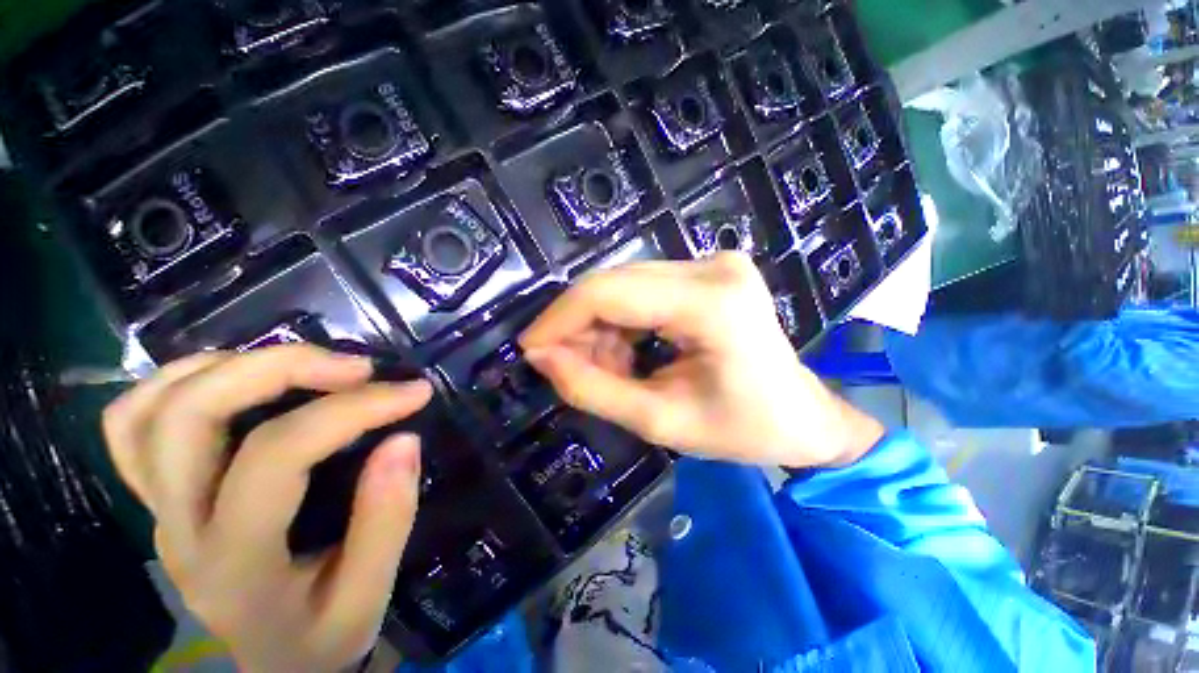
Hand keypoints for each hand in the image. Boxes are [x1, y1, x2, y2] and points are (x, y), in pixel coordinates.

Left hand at [102, 345, 431, 672]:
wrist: (274, 662)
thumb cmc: (323, 636)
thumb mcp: (366, 598)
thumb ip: (387, 520)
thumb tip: (403, 439)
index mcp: (234, 564)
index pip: (278, 456)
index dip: (353, 409)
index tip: (414, 392)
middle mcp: (178, 530)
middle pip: (191, 415)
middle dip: (280, 369)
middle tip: (356, 368)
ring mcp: (157, 510)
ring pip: (150, 410)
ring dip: (230, 366)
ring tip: (305, 365)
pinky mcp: (158, 498)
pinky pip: (132, 423)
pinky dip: (180, 383)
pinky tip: (238, 380)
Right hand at [520, 253, 883, 468]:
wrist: (802, 415)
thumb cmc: (742, 429)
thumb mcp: (658, 420)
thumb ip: (591, 388)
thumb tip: (540, 356)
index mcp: (711, 304)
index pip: (609, 293)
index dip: (559, 318)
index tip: (530, 348)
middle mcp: (711, 267)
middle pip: (613, 284)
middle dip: (580, 328)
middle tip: (568, 368)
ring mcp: (713, 263)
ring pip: (623, 286)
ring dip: (601, 328)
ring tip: (608, 369)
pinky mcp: (708, 271)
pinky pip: (642, 289)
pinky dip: (623, 322)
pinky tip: (628, 354)